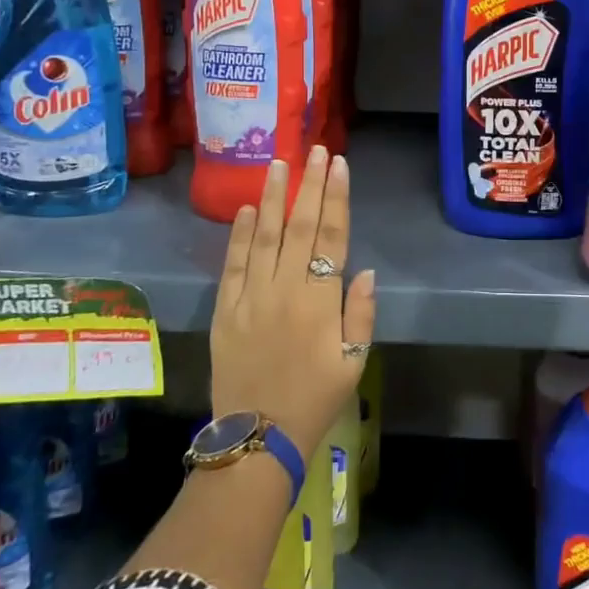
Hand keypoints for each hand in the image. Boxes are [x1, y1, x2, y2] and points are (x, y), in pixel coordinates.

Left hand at [210, 147, 375, 457]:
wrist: (258, 438)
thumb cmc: (315, 399)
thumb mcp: (354, 362)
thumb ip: (360, 314)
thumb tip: (363, 270)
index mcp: (320, 300)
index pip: (332, 236)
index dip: (337, 198)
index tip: (339, 165)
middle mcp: (285, 289)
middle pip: (300, 226)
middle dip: (309, 185)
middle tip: (315, 150)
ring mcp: (251, 297)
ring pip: (263, 237)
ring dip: (272, 198)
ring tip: (278, 164)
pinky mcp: (225, 311)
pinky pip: (232, 265)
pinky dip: (239, 235)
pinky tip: (245, 210)